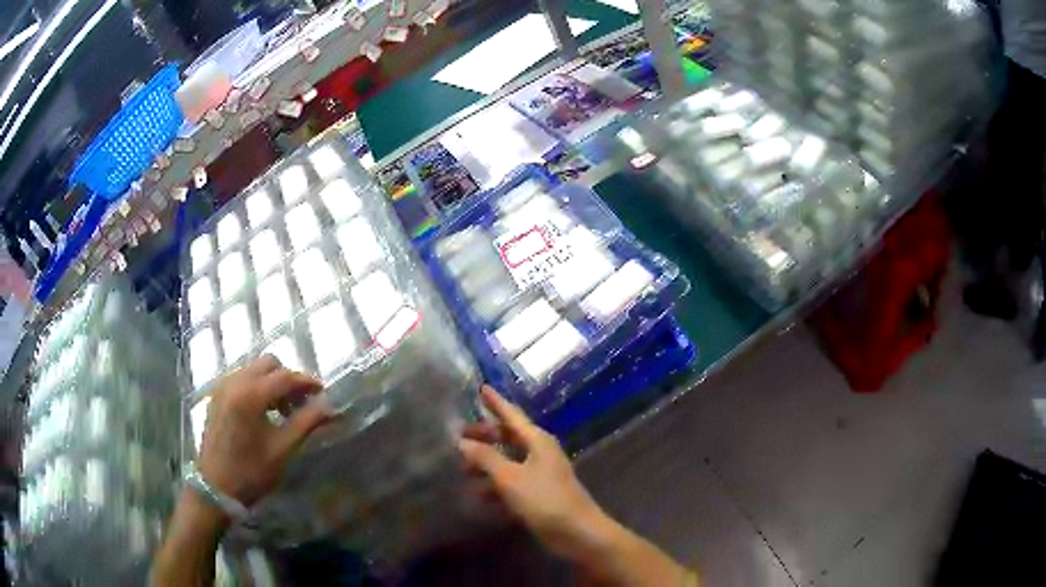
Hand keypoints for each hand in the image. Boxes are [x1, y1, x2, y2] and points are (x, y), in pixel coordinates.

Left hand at [198, 355, 330, 506]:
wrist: (215, 487)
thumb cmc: (251, 472)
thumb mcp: (283, 449)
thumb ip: (306, 422)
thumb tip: (329, 406)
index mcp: (250, 395)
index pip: (285, 376)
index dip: (307, 382)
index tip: (324, 394)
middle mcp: (235, 382)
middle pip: (269, 364)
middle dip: (289, 378)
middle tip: (302, 403)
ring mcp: (223, 387)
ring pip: (254, 369)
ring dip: (273, 382)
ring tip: (284, 410)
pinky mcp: (217, 396)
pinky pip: (242, 378)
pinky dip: (257, 386)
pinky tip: (264, 411)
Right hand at [459, 386, 611, 560]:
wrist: (577, 532)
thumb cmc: (544, 499)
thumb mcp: (510, 478)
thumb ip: (486, 458)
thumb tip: (463, 442)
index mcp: (537, 441)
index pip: (512, 415)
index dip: (496, 402)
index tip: (482, 388)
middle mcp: (540, 452)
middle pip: (509, 437)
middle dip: (485, 436)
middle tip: (460, 436)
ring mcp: (541, 473)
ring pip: (509, 461)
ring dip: (488, 464)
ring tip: (463, 471)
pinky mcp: (540, 493)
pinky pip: (513, 481)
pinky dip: (496, 485)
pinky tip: (480, 496)